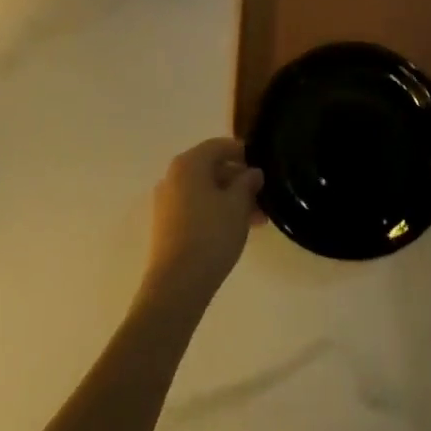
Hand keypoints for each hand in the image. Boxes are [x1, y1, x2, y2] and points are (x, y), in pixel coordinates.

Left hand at [142, 138, 263, 307]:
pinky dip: (216, 211)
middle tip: (263, 198)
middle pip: (211, 168)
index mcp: (188, 164)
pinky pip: (196, 207)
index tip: (263, 166)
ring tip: (257, 220)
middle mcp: (173, 177)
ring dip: (231, 199)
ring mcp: (167, 201)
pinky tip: (236, 229)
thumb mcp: (238, 205)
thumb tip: (253, 172)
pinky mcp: (166, 224)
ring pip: (205, 190)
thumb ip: (247, 183)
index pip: (219, 145)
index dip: (243, 152)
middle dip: (239, 181)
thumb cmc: (211, 235)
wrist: (177, 284)